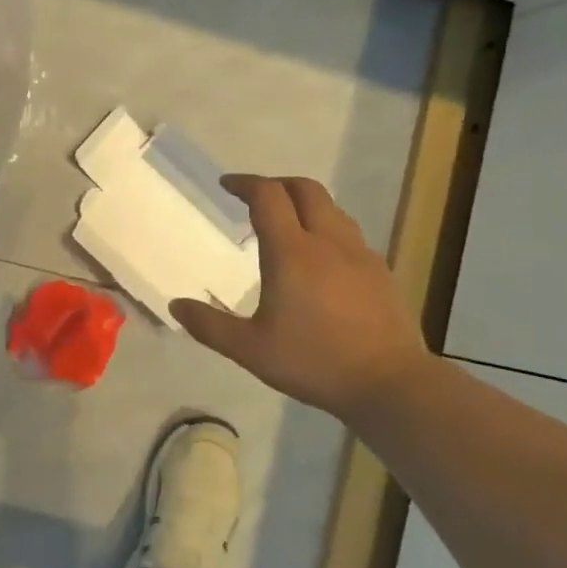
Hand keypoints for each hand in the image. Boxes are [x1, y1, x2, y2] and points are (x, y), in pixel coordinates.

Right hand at [170, 175, 432, 420]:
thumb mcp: (250, 350)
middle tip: (254, 197)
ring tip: (286, 223)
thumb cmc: (314, 362)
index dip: (245, 184)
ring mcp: (360, 254)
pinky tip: (320, 259)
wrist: (390, 383)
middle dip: (276, 184)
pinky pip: (348, 233)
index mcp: (292, 252)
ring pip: (331, 209)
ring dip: (304, 203)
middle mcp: (327, 242)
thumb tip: (176, 305)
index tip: (226, 185)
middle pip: (304, 189)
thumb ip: (210, 326)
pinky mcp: (380, 271)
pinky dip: (326, 228)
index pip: (268, 196)